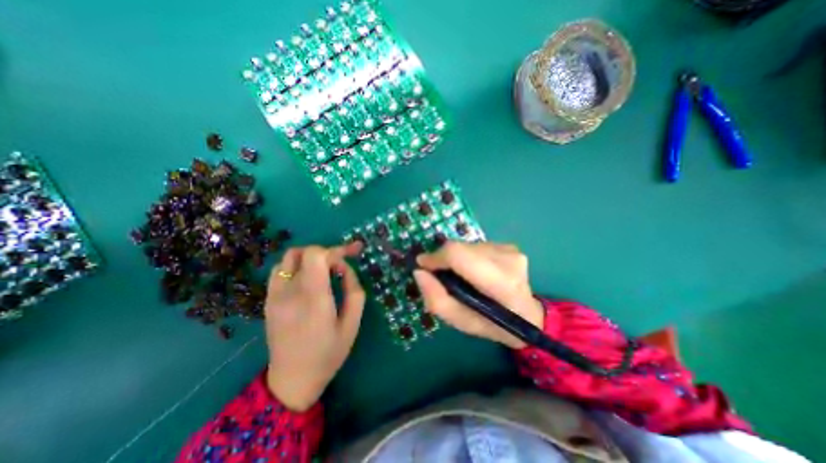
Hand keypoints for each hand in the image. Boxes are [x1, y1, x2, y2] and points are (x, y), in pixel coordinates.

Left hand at [265, 242, 366, 412]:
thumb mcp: (352, 324)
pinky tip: (308, 278)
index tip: (351, 255)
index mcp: (313, 299)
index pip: (316, 256)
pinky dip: (296, 266)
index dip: (335, 250)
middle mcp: (290, 292)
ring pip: (289, 257)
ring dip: (310, 257)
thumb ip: (354, 290)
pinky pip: (280, 270)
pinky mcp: (269, 300)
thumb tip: (346, 269)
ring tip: (325, 269)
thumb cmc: (328, 354)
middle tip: (341, 263)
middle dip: (327, 252)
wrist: (291, 380)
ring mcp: (275, 295)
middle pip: (305, 252)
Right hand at [417, 242, 546, 346]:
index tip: (422, 265)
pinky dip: (467, 256)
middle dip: (443, 259)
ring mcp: (511, 250)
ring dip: (456, 259)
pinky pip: (476, 246)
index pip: (459, 255)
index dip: (436, 257)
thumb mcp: (461, 322)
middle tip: (440, 275)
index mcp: (501, 283)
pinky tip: (475, 271)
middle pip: (460, 248)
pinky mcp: (509, 246)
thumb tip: (419, 271)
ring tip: (461, 276)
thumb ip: (436, 299)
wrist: (529, 316)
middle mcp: (508, 259)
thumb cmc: (494, 324)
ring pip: (466, 245)